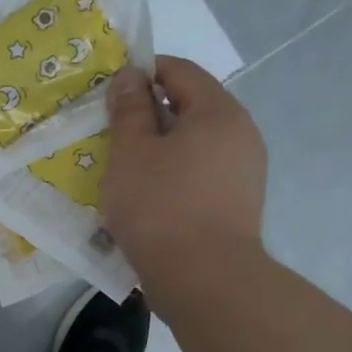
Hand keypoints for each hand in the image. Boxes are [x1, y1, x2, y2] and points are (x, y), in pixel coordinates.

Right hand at [102, 57, 267, 303]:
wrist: (204, 280)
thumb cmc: (161, 207)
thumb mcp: (132, 152)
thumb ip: (130, 109)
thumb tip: (131, 75)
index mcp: (218, 112)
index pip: (179, 71)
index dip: (142, 73)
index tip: (108, 94)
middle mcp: (240, 134)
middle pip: (189, 108)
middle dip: (147, 115)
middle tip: (110, 134)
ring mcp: (243, 171)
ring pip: (193, 144)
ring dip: (158, 149)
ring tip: (123, 170)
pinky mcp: (236, 203)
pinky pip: (198, 174)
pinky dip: (171, 175)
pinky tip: (146, 197)